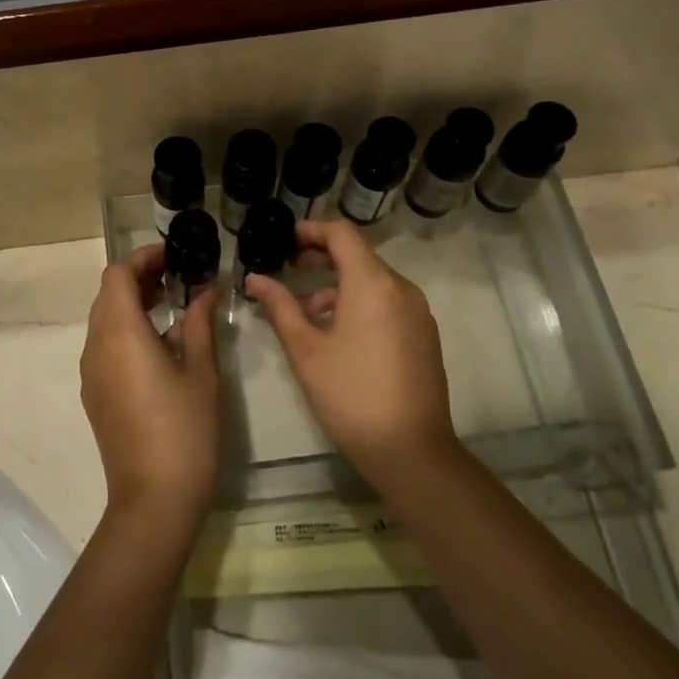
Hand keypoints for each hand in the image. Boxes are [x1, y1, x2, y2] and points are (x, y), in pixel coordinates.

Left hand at [79, 244, 222, 528]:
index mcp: (120, 334)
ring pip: (104, 321)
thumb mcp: (202, 373)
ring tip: (172, 304)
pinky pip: (105, 347)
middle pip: (107, 295)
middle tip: (177, 276)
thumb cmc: (185, 431)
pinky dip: (126, 331)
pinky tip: (160, 345)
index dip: (143, 258)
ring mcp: (90, 374)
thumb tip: (204, 290)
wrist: (153, 500)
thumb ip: (199, 324)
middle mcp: (96, 347)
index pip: (117, 275)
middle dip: (138, 278)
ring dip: (132, 305)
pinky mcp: (94, 395)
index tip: (174, 256)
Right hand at [245, 220, 457, 480]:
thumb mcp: (306, 350)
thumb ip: (280, 307)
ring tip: (305, 308)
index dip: (311, 230)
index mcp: (373, 284)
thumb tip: (254, 279)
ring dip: (339, 284)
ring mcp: (417, 313)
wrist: (410, 449)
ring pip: (374, 281)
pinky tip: (336, 331)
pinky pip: (388, 302)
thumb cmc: (350, 394)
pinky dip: (360, 302)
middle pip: (359, 255)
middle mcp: (401, 289)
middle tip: (288, 266)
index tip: (284, 240)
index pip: (342, 234)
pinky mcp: (423, 335)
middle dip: (322, 257)